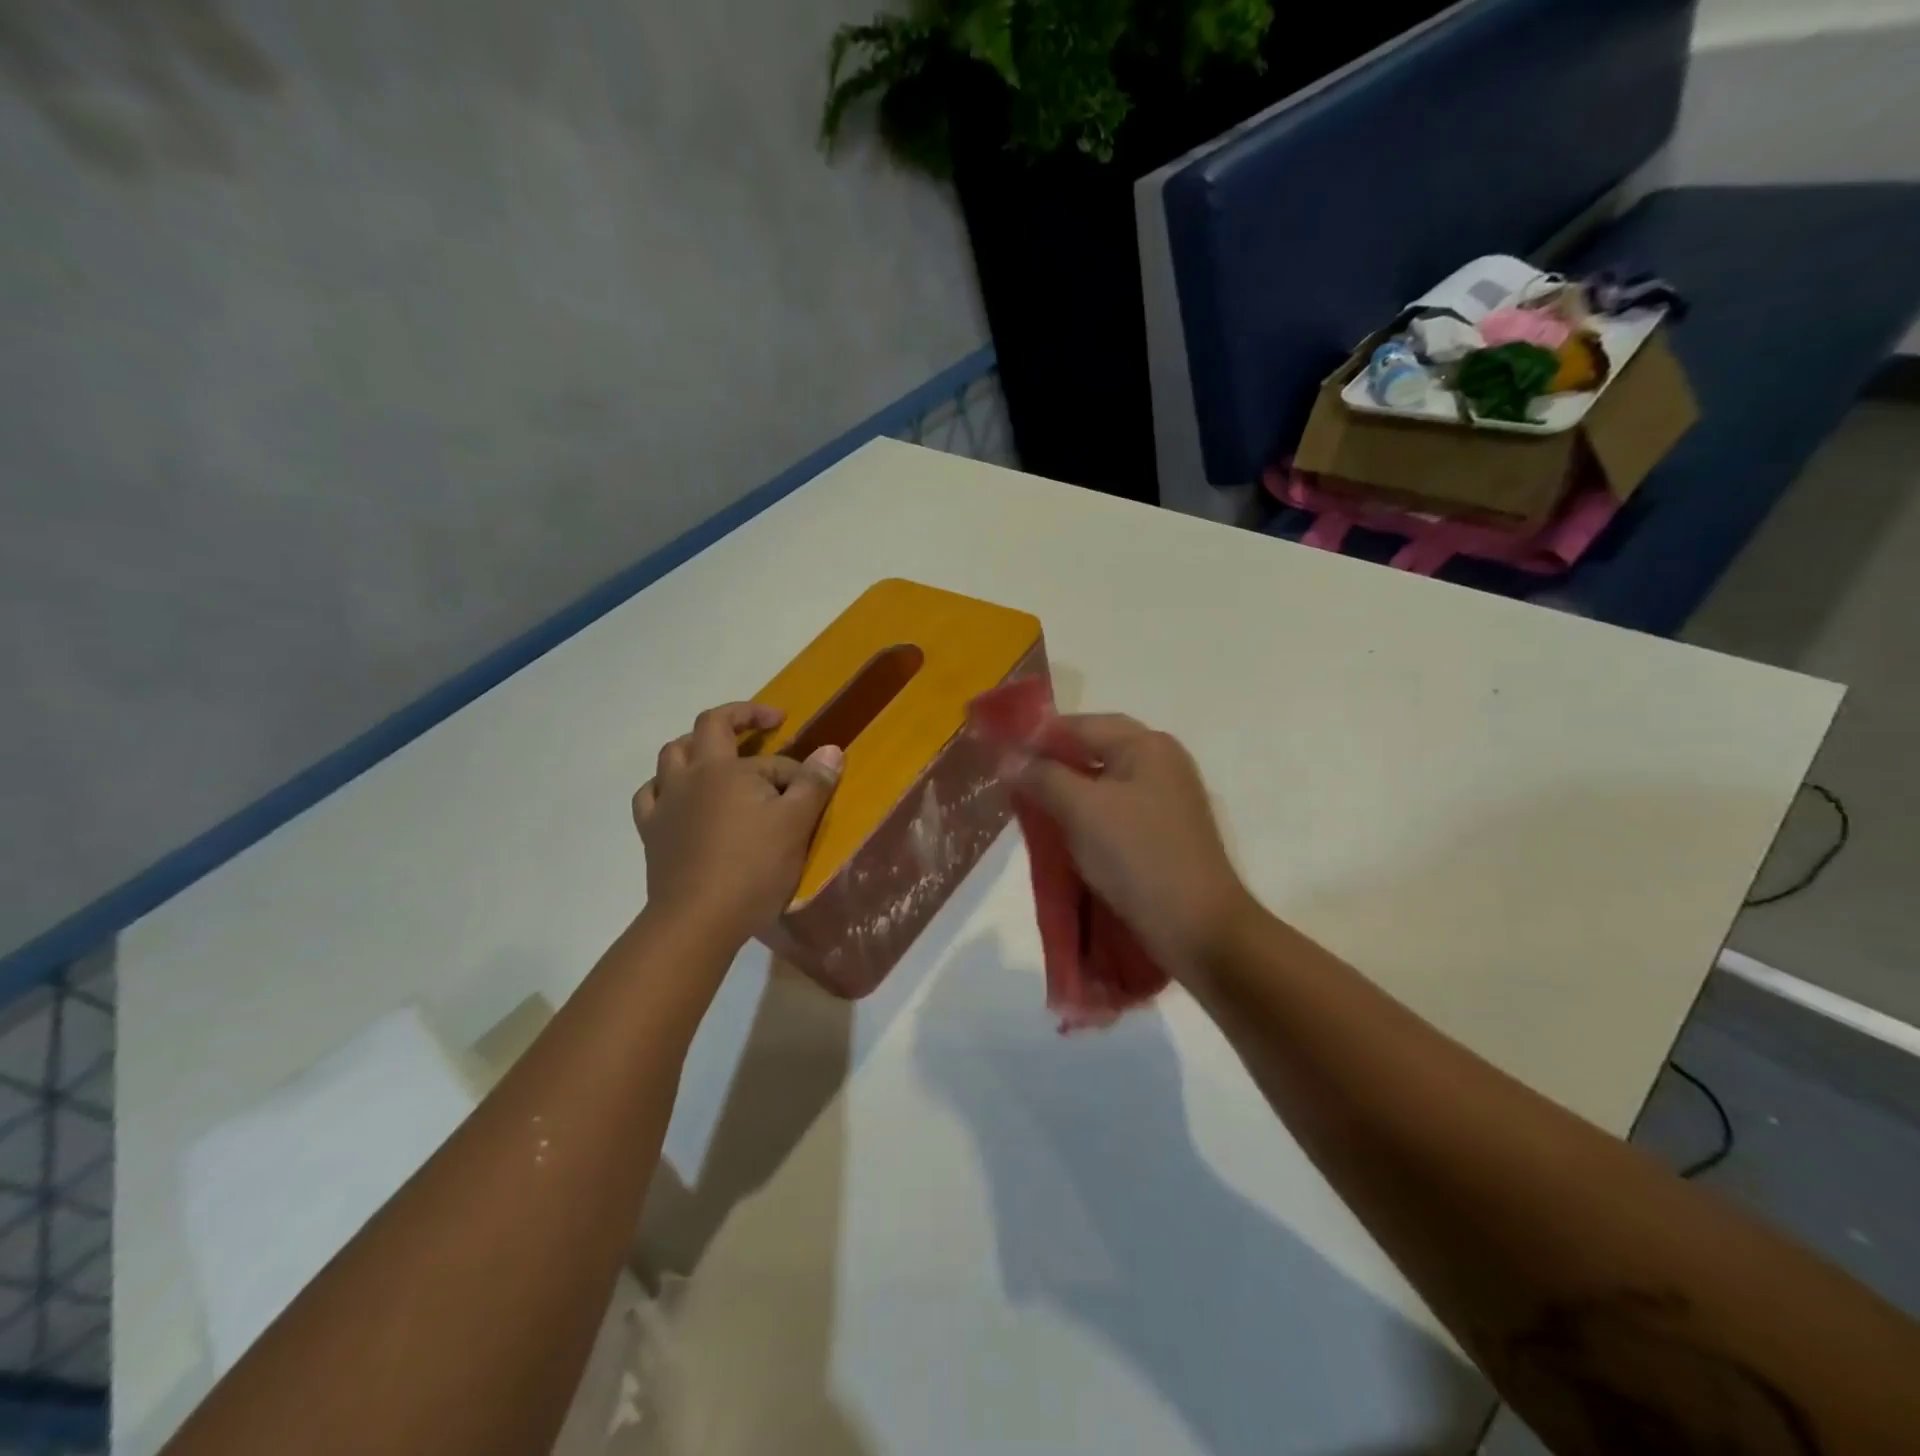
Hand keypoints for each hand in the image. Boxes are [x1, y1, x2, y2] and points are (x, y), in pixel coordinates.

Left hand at [634, 702, 842, 945]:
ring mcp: (666, 803)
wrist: (697, 920)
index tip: (813, 790)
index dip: (797, 772)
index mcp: (727, 769)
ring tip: (717, 755)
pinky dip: (665, 785)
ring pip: (672, 755)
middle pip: (708, 727)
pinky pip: (650, 794)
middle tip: (765, 723)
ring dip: (696, 745)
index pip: (772, 760)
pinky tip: (677, 795)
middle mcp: (691, 775)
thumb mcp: (796, 824)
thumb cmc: (753, 869)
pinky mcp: (651, 832)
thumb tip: (830, 749)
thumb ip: (814, 783)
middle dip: (739, 717)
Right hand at [1015, 714, 1256, 982]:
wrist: (1198, 928)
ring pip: (1102, 784)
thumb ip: (1042, 777)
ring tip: (1033, 813)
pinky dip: (1086, 818)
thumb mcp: (1081, 810)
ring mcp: (1165, 799)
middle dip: (1050, 767)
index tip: (999, 761)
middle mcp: (1160, 763)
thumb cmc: (1137, 857)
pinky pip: (1114, 812)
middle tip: (1013, 787)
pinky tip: (1064, 837)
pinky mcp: (1163, 833)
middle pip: (1092, 751)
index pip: (1079, 724)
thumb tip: (1008, 758)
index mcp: (1146, 745)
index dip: (1036, 738)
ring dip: (1066, 795)